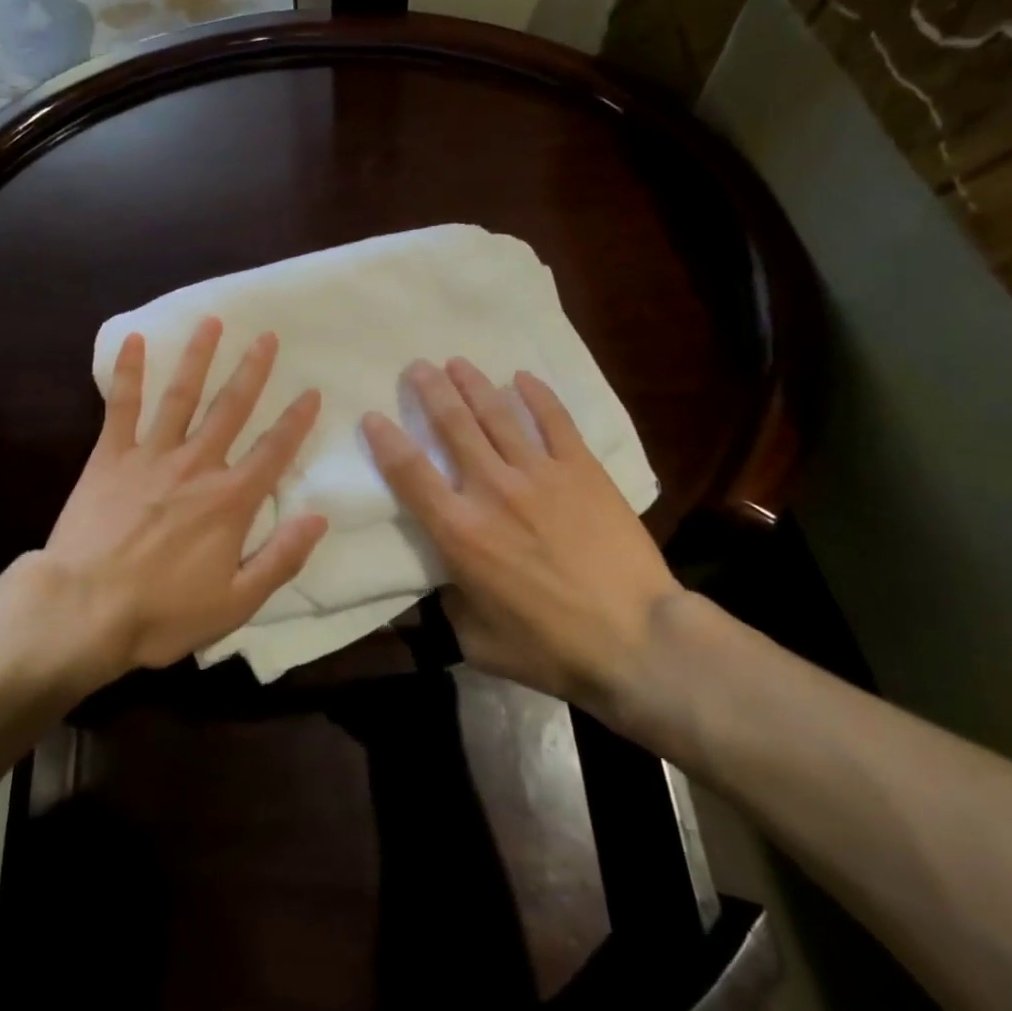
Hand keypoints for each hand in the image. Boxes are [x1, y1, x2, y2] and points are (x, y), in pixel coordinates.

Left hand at [9, 317, 327, 691]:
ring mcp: (151, 455)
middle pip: (231, 409)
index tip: (311, 391)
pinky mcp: (110, 457)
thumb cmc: (162, 613)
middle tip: (266, 336)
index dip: (296, 421)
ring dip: (198, 357)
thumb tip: (319, 516)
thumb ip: (281, 558)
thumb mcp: (236, 603)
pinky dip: (128, 372)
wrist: (84, 610)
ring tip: (211, 322)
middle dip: (252, 371)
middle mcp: (197, 465)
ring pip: (181, 396)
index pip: (273, 451)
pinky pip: (122, 407)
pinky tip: (134, 339)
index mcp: (230, 500)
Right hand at [361, 358, 683, 729]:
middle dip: (430, 391)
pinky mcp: (581, 470)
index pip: (410, 472)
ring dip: (473, 384)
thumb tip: (444, 579)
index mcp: (459, 532)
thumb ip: (450, 603)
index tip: (373, 416)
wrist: (638, 642)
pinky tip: (522, 377)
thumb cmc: (551, 648)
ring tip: (457, 362)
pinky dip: (536, 395)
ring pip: (497, 414)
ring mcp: (540, 474)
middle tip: (418, 367)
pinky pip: (554, 421)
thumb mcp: (478, 640)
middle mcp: (492, 490)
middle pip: (452, 425)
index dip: (386, 440)